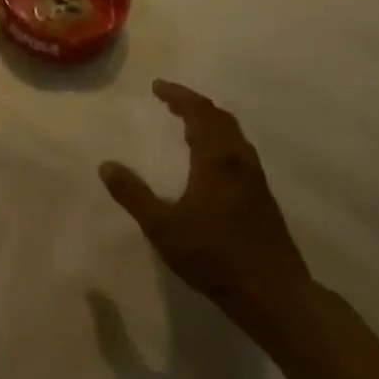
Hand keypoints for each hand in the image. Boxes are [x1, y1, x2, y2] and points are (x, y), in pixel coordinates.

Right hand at [99, 80, 313, 326]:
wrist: (272, 292)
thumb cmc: (213, 256)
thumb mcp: (162, 227)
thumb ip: (133, 194)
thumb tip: (107, 165)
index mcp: (217, 161)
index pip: (200, 113)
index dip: (179, 96)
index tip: (157, 86)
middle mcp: (240, 162)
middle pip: (221, 119)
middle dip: (194, 105)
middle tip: (169, 101)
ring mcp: (255, 180)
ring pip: (234, 136)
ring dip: (210, 123)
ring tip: (185, 125)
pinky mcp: (262, 198)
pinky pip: (238, 153)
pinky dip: (219, 141)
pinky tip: (207, 162)